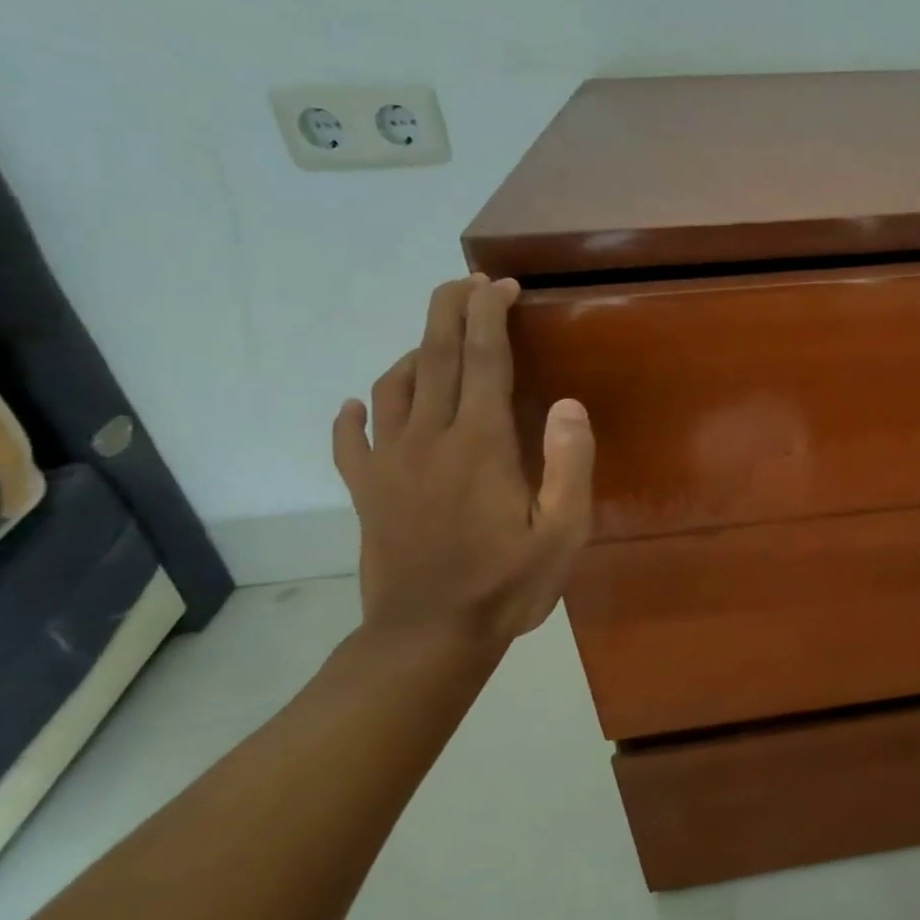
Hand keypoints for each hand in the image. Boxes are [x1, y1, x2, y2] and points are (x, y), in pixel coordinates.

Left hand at [332, 275, 594, 648]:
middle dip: (450, 311)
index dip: (490, 315)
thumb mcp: (564, 531)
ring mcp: (389, 464)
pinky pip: (351, 439)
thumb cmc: (508, 584)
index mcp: (481, 444)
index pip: (484, 359)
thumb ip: (569, 463)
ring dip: (416, 352)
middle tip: (466, 282)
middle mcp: (429, 439)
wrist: (429, 637)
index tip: (500, 285)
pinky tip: (360, 404)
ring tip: (438, 341)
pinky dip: (354, 414)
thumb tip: (566, 404)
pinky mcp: (367, 491)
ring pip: (394, 387)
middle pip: (435, 356)